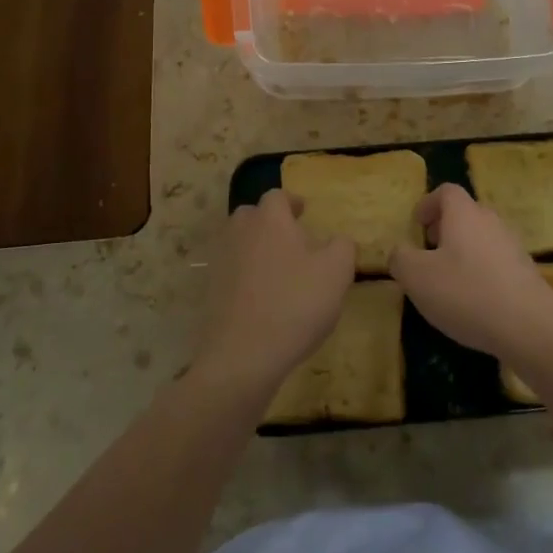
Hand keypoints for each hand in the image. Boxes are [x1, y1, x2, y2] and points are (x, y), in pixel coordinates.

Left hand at [190, 190, 355, 393]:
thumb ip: (343, 247)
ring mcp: (220, 261)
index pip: (277, 196)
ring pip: (239, 242)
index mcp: (270, 219)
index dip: (292, 202)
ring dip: (256, 249)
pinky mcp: (209, 290)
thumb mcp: (336, 273)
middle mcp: (240, 231)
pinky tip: (262, 298)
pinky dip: (244, 276)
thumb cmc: (295, 304)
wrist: (242, 356)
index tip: (304, 213)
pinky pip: (231, 272)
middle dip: (270, 223)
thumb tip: (339, 240)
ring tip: (278, 270)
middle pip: (253, 215)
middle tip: (292, 241)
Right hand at [390, 184, 552, 361]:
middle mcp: (490, 221)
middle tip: (428, 252)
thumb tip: (399, 252)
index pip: (446, 191)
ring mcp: (512, 246)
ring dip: (463, 251)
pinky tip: (473, 302)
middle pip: (466, 214)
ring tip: (448, 281)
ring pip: (482, 238)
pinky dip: (481, 272)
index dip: (428, 203)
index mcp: (464, 214)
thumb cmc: (466, 292)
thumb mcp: (417, 277)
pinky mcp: (526, 272)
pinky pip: (496, 262)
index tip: (417, 225)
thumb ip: (401, 259)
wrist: (530, 326)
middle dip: (445, 229)